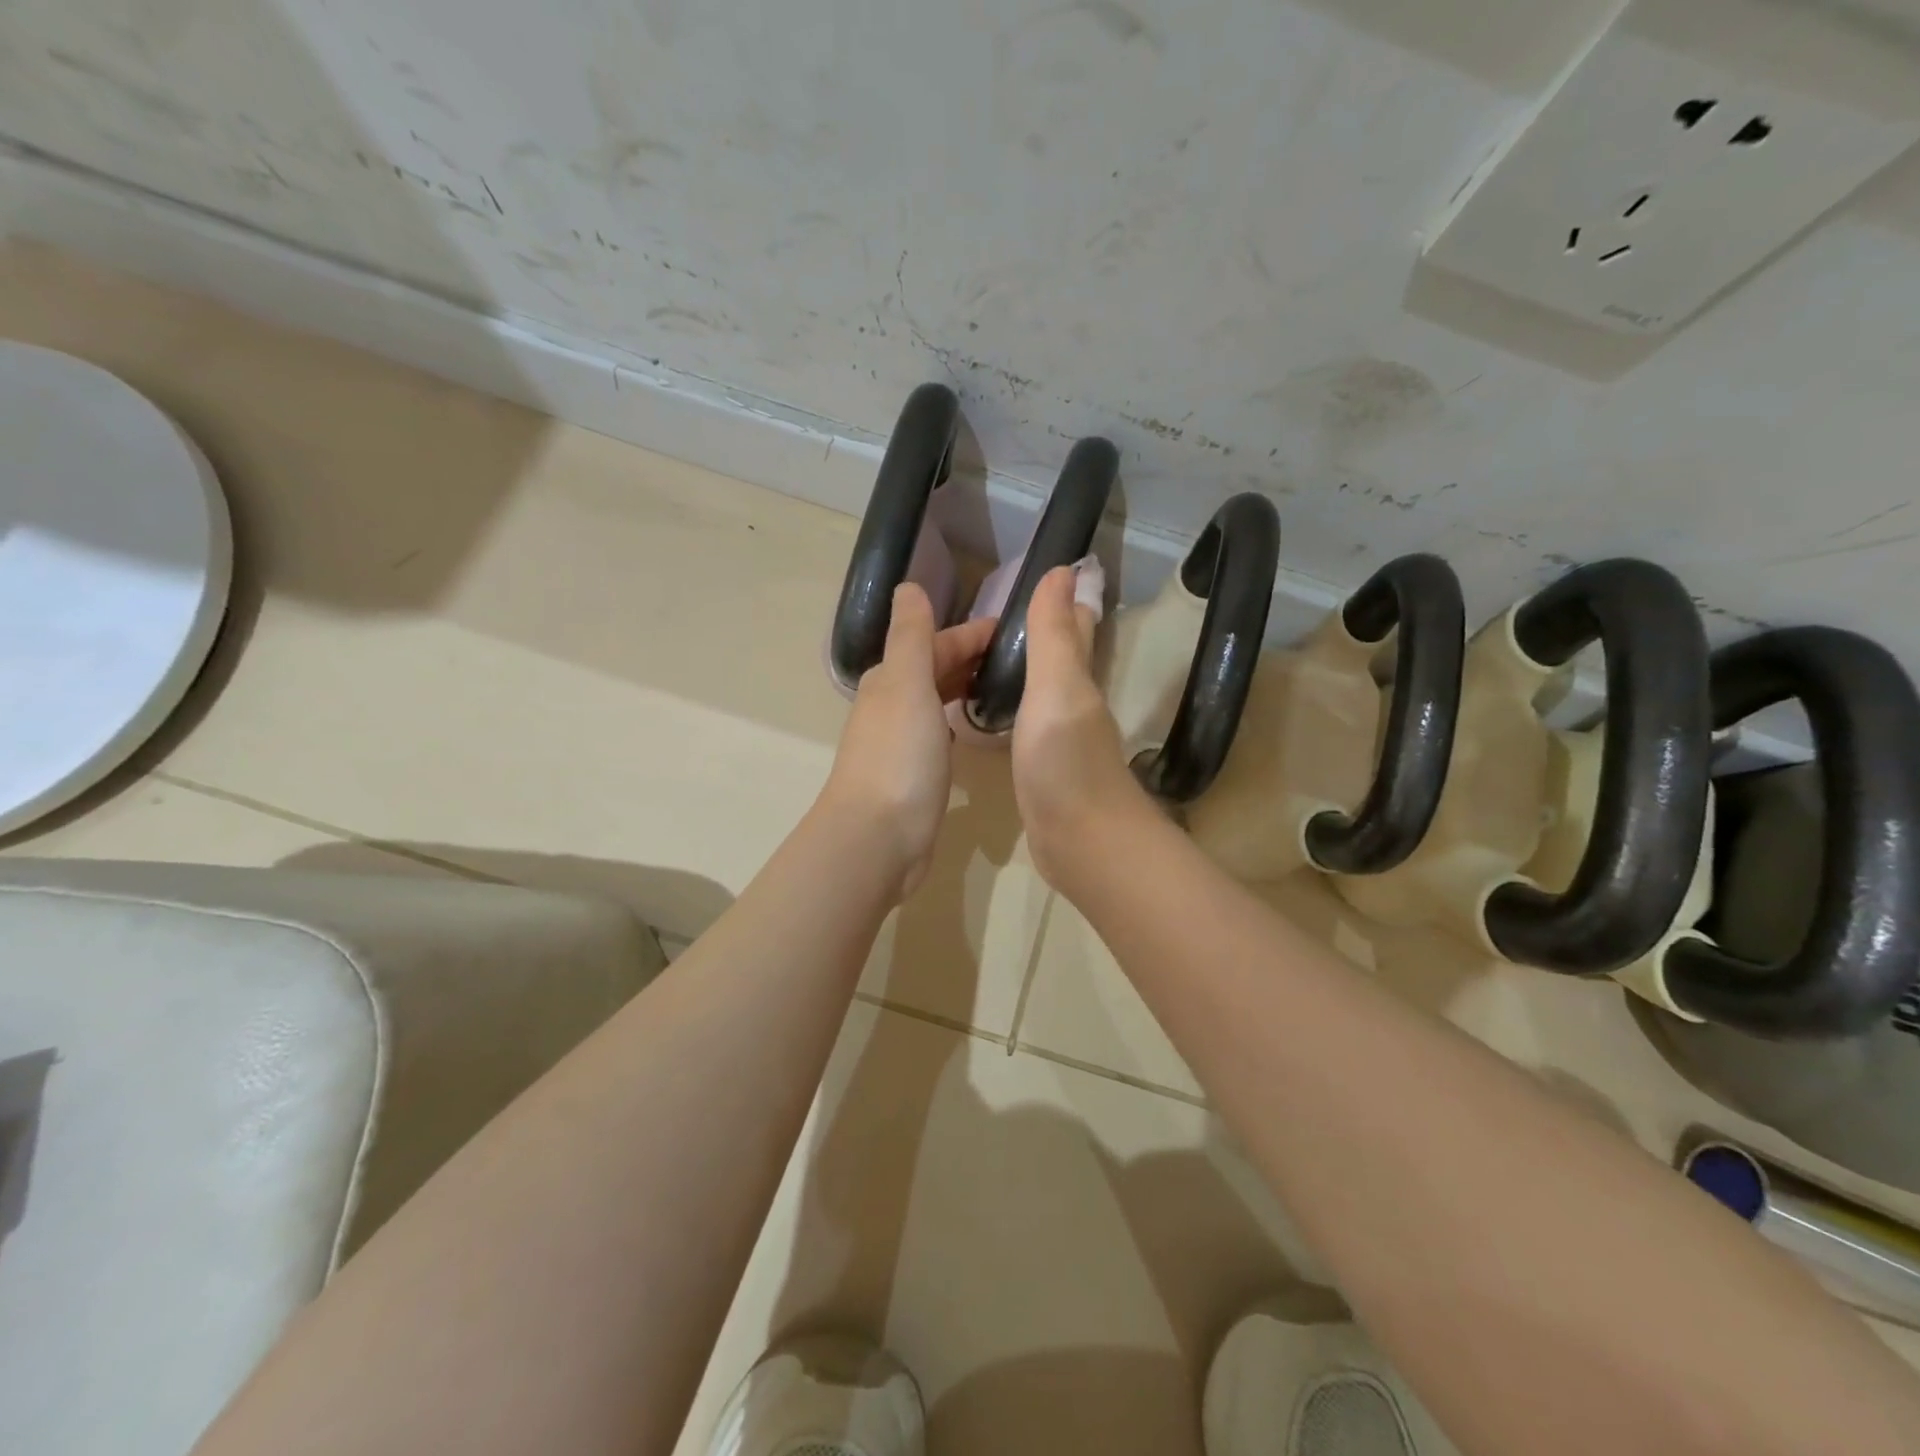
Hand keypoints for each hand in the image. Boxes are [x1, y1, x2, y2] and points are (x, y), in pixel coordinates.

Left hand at [819, 584, 997, 901]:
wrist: (877, 837)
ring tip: (1003, 686)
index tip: (1011, 631)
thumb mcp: (907, 684)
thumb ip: (911, 636)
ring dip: (962, 687)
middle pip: (933, 669)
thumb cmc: (899, 756)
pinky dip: (955, 721)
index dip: (969, 634)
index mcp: (890, 680)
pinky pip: (938, 734)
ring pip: (934, 701)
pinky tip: (973, 729)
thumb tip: (908, 586)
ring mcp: (901, 742)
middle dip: (969, 658)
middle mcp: (891, 706)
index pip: (934, 643)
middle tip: (1017, 658)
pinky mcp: (913, 774)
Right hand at [1013, 566, 1153, 888]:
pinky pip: (1025, 727)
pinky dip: (1013, 710)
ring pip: (1042, 692)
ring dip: (1025, 670)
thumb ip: (1054, 636)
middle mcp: (1074, 706)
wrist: (1083, 845)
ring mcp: (1060, 742)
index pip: (1073, 628)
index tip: (1045, 571)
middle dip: (1043, 631)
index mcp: (1077, 681)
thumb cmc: (1066, 764)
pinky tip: (992, 715)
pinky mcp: (1044, 773)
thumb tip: (1063, 570)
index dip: (1063, 599)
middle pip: (1060, 658)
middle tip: (1003, 612)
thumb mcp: (1056, 691)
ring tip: (989, 655)